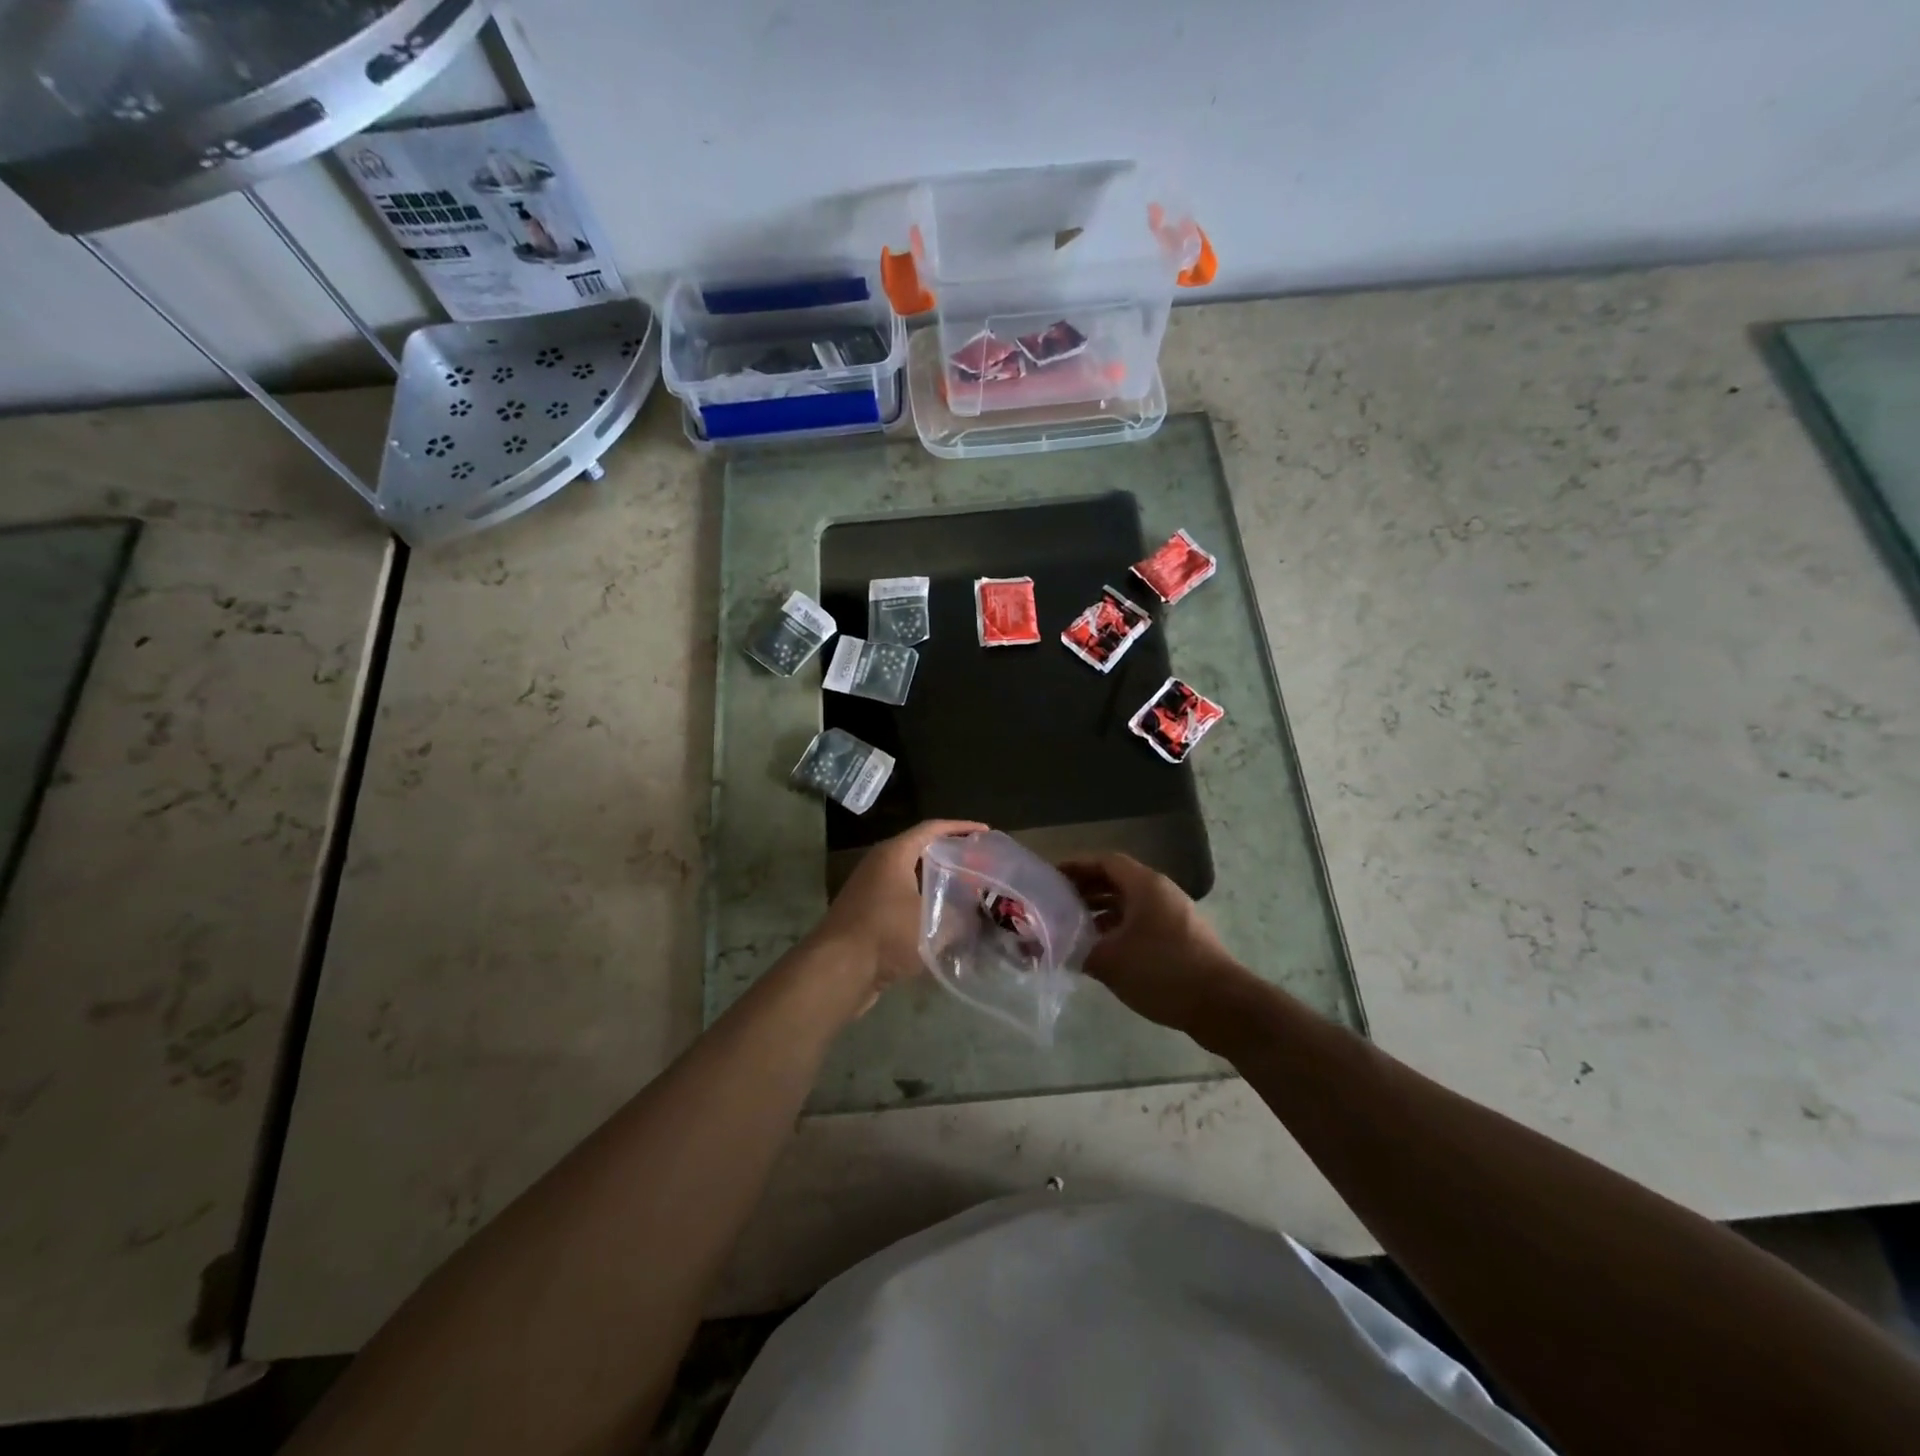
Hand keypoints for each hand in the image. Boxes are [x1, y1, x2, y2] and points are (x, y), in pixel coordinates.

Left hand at [804, 819, 986, 1012]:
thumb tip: (977, 913)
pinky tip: (944, 924)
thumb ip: (960, 913)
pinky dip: (923, 906)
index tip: (985, 833)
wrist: (838, 970)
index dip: (960, 828)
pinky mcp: (867, 916)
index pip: (932, 829)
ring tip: (967, 893)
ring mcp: (870, 891)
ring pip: (911, 879)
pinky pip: (902, 902)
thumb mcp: (933, 921)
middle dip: (950, 857)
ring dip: (937, 884)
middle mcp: (879, 865)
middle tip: (979, 865)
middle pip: (921, 852)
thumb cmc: (886, 933)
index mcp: (894, 854)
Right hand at [1059, 853, 1249, 1036]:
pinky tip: (1104, 951)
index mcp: (1145, 885)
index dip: (1076, 867)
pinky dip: (1120, 929)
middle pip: (1117, 881)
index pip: (1105, 862)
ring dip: (1102, 912)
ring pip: (1131, 904)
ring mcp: (1175, 915)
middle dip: (1086, 890)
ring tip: (1075, 929)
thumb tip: (1056, 948)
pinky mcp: (1182, 938)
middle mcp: (1161, 892)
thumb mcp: (1110, 961)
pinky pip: (1143, 922)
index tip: (1052, 878)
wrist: (1221, 1005)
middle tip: (1057, 904)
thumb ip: (1078, 951)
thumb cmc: (1162, 971)